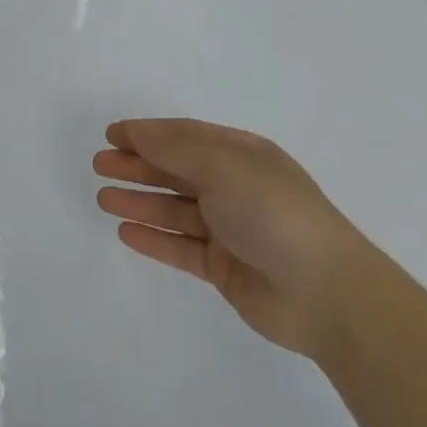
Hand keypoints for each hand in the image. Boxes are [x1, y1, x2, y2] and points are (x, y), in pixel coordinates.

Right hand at [94, 119, 372, 359]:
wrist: (327, 294)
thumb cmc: (273, 213)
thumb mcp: (224, 166)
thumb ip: (175, 147)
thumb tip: (136, 132)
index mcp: (240, 155)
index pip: (184, 136)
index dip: (146, 133)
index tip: (110, 135)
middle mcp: (234, 187)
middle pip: (176, 170)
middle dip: (137, 166)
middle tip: (99, 166)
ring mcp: (230, 229)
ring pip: (174, 209)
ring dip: (139, 201)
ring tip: (103, 199)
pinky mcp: (225, 268)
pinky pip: (181, 247)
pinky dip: (154, 239)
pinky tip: (126, 232)